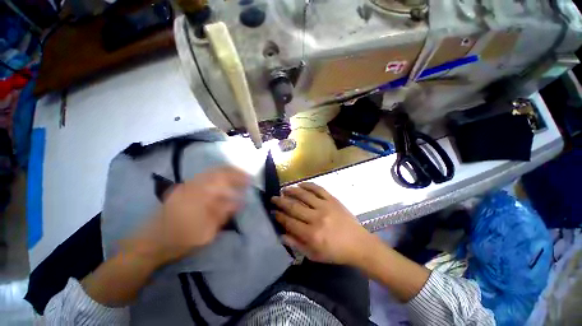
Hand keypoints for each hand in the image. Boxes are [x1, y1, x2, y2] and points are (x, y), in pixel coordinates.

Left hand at [126, 166, 249, 265]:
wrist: (150, 242)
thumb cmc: (180, 239)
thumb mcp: (206, 232)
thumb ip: (223, 214)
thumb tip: (239, 202)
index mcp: (200, 196)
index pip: (224, 180)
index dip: (239, 178)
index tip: (250, 181)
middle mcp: (194, 186)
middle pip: (218, 171)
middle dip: (234, 172)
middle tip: (246, 176)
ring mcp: (187, 185)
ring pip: (211, 172)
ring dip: (226, 172)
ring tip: (238, 176)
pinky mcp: (183, 188)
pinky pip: (204, 176)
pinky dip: (217, 175)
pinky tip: (222, 181)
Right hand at [272, 183, 372, 265]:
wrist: (358, 244)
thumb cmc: (335, 252)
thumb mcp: (314, 255)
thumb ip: (296, 244)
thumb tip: (281, 234)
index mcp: (312, 235)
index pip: (289, 222)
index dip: (279, 216)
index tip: (272, 211)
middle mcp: (316, 218)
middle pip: (294, 207)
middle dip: (281, 202)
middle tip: (273, 198)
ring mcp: (325, 206)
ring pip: (304, 195)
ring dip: (292, 191)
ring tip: (284, 189)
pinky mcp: (333, 199)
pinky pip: (318, 189)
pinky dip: (308, 185)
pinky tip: (300, 184)